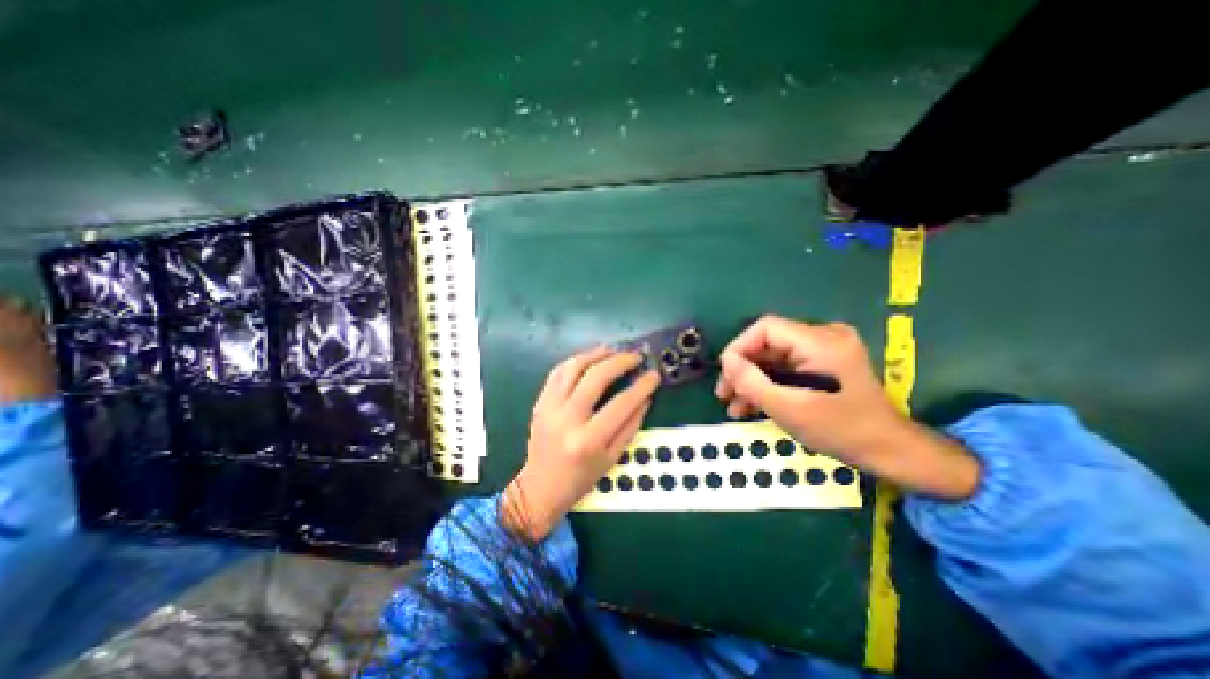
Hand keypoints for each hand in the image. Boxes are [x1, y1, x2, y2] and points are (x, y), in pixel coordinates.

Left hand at [503, 348, 659, 539]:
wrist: (540, 487)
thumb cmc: (581, 478)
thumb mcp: (612, 458)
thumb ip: (630, 426)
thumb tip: (645, 398)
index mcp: (589, 440)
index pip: (621, 404)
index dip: (641, 386)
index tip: (654, 374)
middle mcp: (567, 419)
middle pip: (596, 378)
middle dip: (620, 361)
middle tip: (635, 356)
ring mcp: (549, 408)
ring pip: (573, 368)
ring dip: (596, 354)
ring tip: (613, 351)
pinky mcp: (540, 402)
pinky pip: (557, 373)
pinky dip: (575, 361)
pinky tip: (589, 359)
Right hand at [712, 316, 902, 463]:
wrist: (888, 450)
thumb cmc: (841, 430)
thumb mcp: (789, 408)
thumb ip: (752, 382)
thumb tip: (726, 361)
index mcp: (820, 341)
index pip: (765, 328)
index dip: (739, 347)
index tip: (725, 375)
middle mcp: (823, 336)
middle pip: (767, 343)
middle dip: (742, 369)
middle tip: (724, 395)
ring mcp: (824, 349)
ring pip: (773, 357)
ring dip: (751, 380)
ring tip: (733, 406)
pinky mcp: (823, 362)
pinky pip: (785, 367)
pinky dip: (768, 384)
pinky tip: (750, 405)